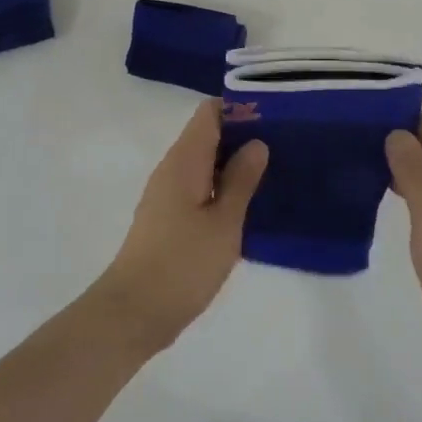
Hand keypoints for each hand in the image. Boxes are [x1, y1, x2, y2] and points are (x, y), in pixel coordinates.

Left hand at [98, 99, 268, 347]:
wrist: (134, 312)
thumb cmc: (183, 263)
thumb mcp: (223, 222)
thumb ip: (241, 180)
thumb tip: (256, 142)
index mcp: (184, 161)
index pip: (209, 113)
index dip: (241, 109)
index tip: (276, 118)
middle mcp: (172, 169)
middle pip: (208, 135)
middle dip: (244, 136)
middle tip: (286, 147)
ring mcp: (167, 195)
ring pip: (204, 164)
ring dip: (235, 165)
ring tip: (275, 173)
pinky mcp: (169, 219)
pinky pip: (199, 189)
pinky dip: (222, 189)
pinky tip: (249, 205)